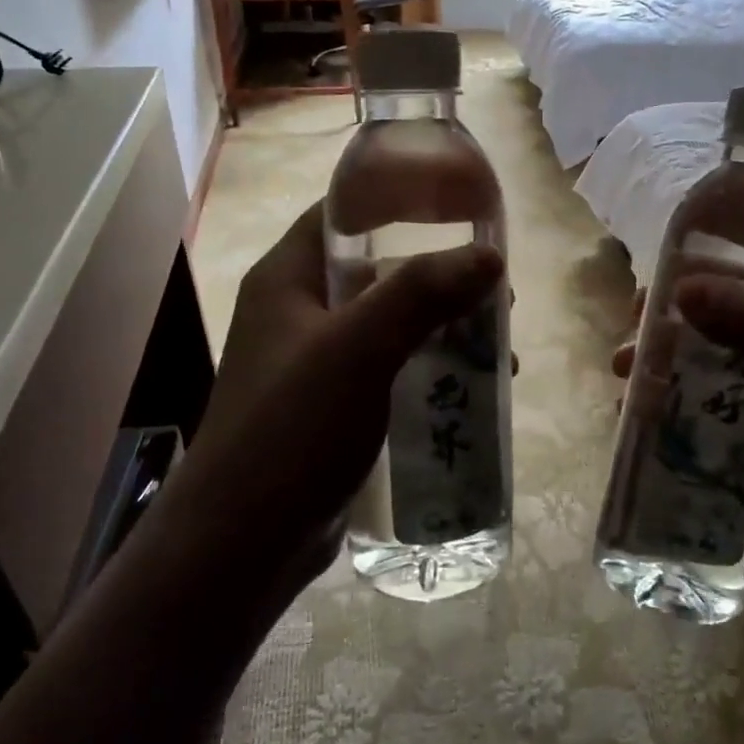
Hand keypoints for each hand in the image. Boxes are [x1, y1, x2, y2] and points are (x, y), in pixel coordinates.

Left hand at [174, 201, 503, 605]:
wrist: (244, 542)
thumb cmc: (292, 429)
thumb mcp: (358, 349)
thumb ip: (420, 294)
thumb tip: (489, 255)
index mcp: (288, 280)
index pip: (342, 214)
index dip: (398, 200)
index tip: (461, 208)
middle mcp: (300, 313)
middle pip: (379, 272)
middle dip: (440, 278)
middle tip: (496, 293)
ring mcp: (318, 364)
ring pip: (393, 325)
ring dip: (445, 329)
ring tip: (499, 347)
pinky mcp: (336, 408)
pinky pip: (393, 371)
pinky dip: (432, 371)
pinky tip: (473, 390)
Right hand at [612, 263, 743, 615]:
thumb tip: (684, 287)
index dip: (725, 253)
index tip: (669, 264)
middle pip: (733, 307)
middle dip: (679, 312)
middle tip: (634, 322)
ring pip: (713, 354)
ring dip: (667, 356)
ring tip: (624, 370)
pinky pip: (707, 399)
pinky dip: (673, 395)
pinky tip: (638, 407)